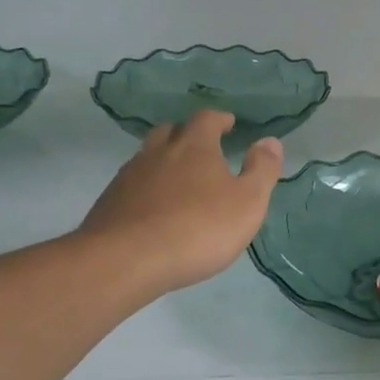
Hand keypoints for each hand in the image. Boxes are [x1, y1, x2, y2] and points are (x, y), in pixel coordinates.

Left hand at [75, 110, 281, 297]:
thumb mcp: (247, 202)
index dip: (220, 119)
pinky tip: (155, 209)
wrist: (126, 260)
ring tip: (179, 180)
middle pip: (171, 131)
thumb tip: (270, 141)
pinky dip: (146, 188)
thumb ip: (262, 170)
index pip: (206, 119)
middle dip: (187, 134)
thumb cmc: (198, 228)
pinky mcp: (110, 202)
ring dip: (164, 161)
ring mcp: (129, 176)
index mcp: (194, 146)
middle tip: (202, 148)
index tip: (229, 124)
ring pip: (148, 157)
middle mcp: (158, 152)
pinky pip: (132, 185)